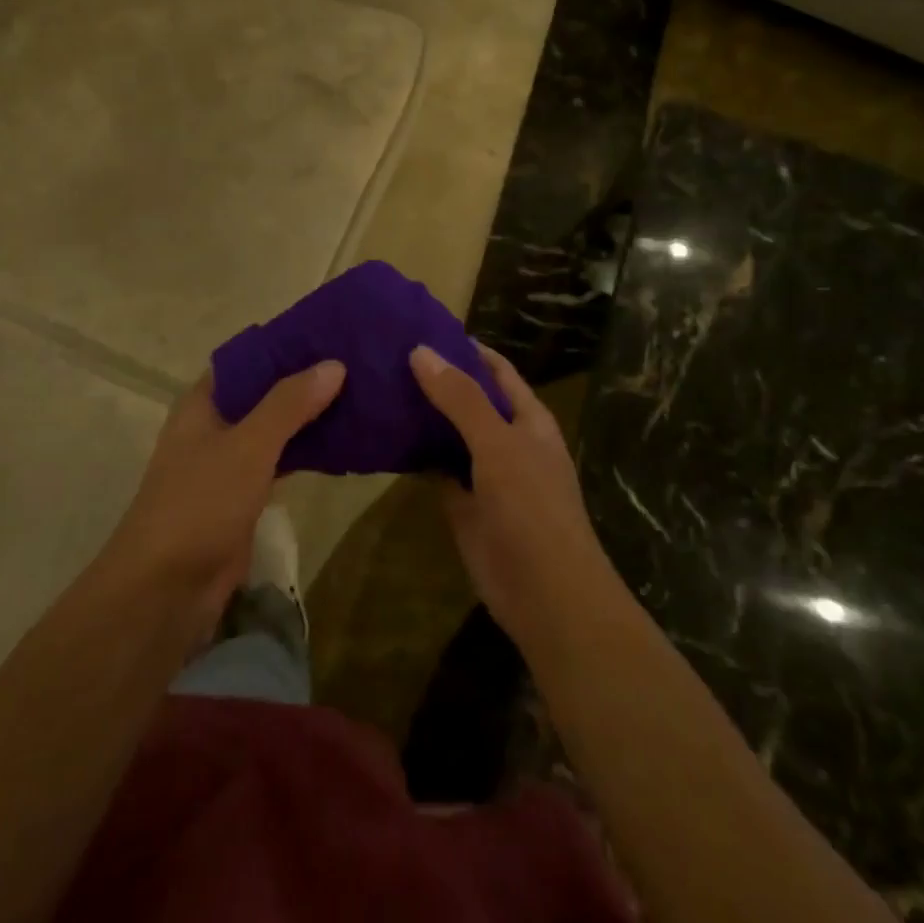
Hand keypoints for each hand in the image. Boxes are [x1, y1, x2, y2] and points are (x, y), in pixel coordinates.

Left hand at [108, 361, 344, 631]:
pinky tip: (343, 444)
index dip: (283, 345)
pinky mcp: (242, 497)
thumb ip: (289, 404)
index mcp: (202, 404)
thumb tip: (334, 364)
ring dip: (308, 417)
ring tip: (359, 396)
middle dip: (303, 381)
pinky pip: (280, 463)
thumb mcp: (248, 446)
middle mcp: (213, 427)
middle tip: (357, 364)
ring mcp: (227, 464)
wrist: (166, 590)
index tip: (329, 334)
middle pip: (263, 393)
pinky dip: (306, 452)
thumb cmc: (200, 503)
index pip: (246, 359)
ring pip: (274, 429)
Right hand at [410, 343, 613, 644]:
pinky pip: (437, 470)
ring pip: (450, 435)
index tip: (424, 329)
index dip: (466, 350)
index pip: (496, 371)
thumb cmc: (532, 507)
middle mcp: (507, 440)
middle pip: (469, 401)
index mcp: (528, 419)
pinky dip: (416, 455)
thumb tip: (421, 351)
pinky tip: (384, 437)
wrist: (545, 594)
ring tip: (378, 388)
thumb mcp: (498, 444)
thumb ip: (461, 399)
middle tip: (386, 356)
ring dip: (422, 417)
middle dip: (436, 381)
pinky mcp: (463, 504)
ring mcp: (485, 474)